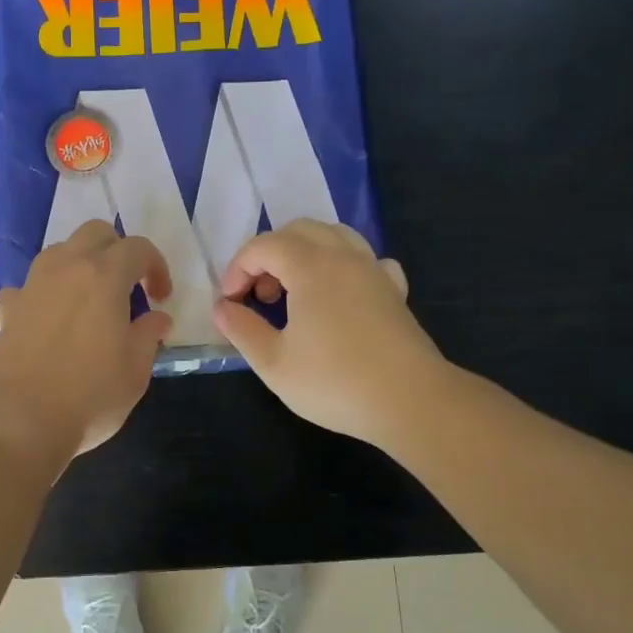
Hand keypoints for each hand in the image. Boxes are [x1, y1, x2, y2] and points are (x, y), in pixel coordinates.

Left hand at [0, 222, 174, 462]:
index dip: (156, 267)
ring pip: (59, 252)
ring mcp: (31, 286)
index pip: (138, 248)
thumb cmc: (89, 396)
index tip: (161, 297)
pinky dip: (43, 296)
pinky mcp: (7, 309)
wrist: (20, 422)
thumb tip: (157, 318)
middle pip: (94, 233)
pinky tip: (48, 321)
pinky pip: (28, 287)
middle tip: (128, 286)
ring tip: (90, 300)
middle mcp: (65, 268)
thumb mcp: (135, 371)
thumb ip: (149, 335)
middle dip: (117, 250)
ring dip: (80, 265)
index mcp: (103, 277)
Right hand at [211, 219, 446, 448]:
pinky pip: (365, 259)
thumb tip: (222, 307)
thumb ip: (241, 329)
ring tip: (294, 291)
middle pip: (298, 230)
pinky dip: (343, 266)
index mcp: (310, 266)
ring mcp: (373, 270)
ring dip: (304, 253)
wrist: (411, 401)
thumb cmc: (334, 382)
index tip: (231, 302)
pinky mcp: (394, 290)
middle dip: (269, 255)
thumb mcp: (273, 362)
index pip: (263, 245)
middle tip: (259, 295)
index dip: (238, 268)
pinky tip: (339, 294)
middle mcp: (343, 256)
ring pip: (334, 236)